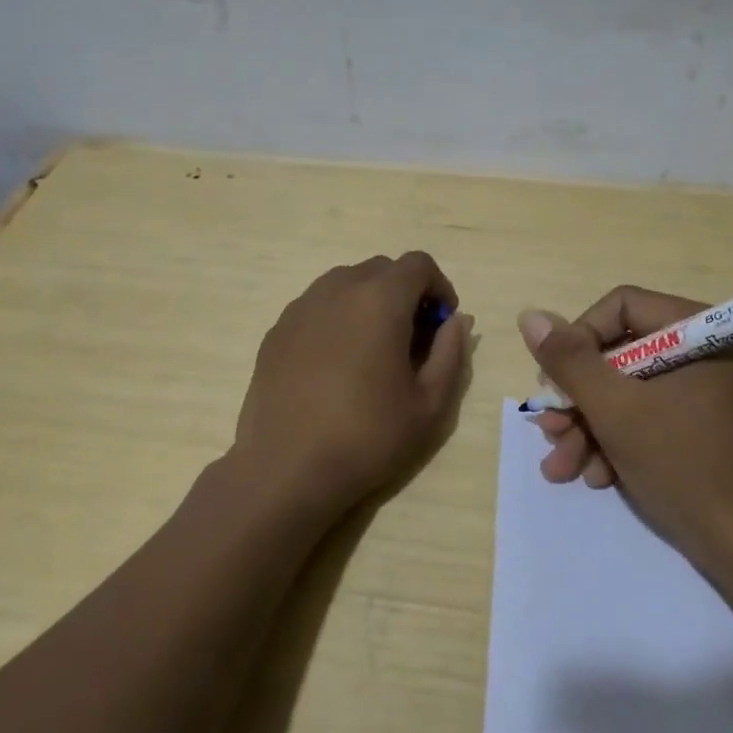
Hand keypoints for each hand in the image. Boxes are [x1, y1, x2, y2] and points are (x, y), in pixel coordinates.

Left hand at [235, 252, 472, 518]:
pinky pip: (316, 308)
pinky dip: (336, 320)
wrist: (287, 468)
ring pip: (344, 284)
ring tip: (372, 351)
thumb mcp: (430, 403)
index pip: (418, 264)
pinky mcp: (276, 332)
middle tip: (412, 340)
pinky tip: (335, 366)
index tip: (441, 325)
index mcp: (379, 300)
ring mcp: (300, 309)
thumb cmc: (368, 436)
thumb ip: (451, 353)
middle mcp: (337, 290)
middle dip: (404, 293)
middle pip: (380, 270)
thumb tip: (456, 322)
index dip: (439, 287)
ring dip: (368, 303)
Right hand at [518, 286, 732, 568]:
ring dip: (589, 428)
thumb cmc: (685, 467)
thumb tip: (530, 315)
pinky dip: (617, 443)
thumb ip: (570, 361)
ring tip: (561, 468)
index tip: (556, 382)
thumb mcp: (616, 411)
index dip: (579, 339)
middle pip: (620, 355)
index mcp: (703, 333)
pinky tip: (596, 476)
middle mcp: (708, 354)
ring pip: (629, 392)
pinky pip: (649, 418)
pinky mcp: (703, 429)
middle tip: (549, 431)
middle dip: (578, 399)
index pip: (622, 307)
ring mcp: (707, 394)